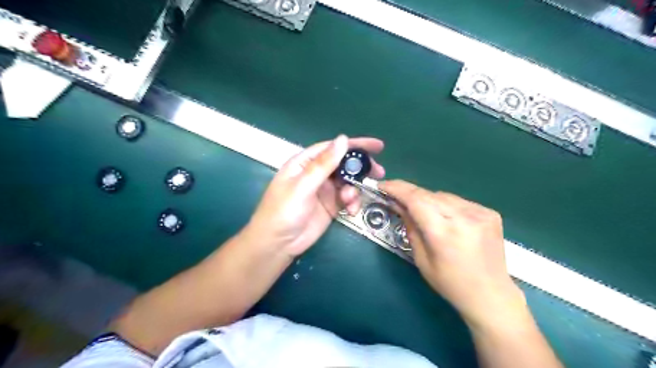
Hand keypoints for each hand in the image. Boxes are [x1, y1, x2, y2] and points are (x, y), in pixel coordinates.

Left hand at [249, 134, 384, 256]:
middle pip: (343, 164)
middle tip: (379, 172)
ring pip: (347, 182)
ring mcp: (324, 190)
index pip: (332, 148)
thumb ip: (324, 164)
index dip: (354, 145)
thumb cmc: (284, 211)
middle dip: (360, 168)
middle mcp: (316, 173)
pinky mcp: (330, 206)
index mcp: (305, 163)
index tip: (377, 146)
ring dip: (355, 189)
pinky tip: (351, 211)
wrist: (278, 244)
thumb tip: (343, 139)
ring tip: (352, 200)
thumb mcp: (303, 185)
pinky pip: (347, 199)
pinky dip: (352, 203)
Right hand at [379, 180, 525, 328]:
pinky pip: (458, 201)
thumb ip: (410, 227)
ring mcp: (480, 213)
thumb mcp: (422, 260)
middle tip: (395, 197)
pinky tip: (444, 218)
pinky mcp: (490, 213)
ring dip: (427, 199)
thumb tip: (398, 205)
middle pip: (428, 194)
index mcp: (444, 233)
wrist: (491, 295)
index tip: (382, 185)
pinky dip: (445, 205)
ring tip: (422, 212)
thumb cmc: (450, 284)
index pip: (416, 200)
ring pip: (443, 195)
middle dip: (408, 193)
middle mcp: (464, 218)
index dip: (397, 189)